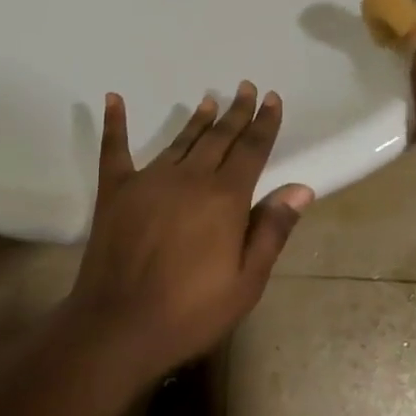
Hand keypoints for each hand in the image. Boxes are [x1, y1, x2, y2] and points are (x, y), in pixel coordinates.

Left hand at [68, 82, 312, 379]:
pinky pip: (115, 149)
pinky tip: (114, 99)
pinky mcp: (116, 190)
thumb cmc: (191, 312)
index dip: (264, 123)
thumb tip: (301, 188)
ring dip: (197, 119)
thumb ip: (272, 230)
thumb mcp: (246, 282)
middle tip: (246, 88)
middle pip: (219, 137)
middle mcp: (190, 178)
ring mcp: (150, 180)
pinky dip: (115, 123)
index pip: (251, 150)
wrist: (119, 327)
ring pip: (180, 140)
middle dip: (236, 112)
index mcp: (225, 198)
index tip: (272, 98)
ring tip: (209, 99)